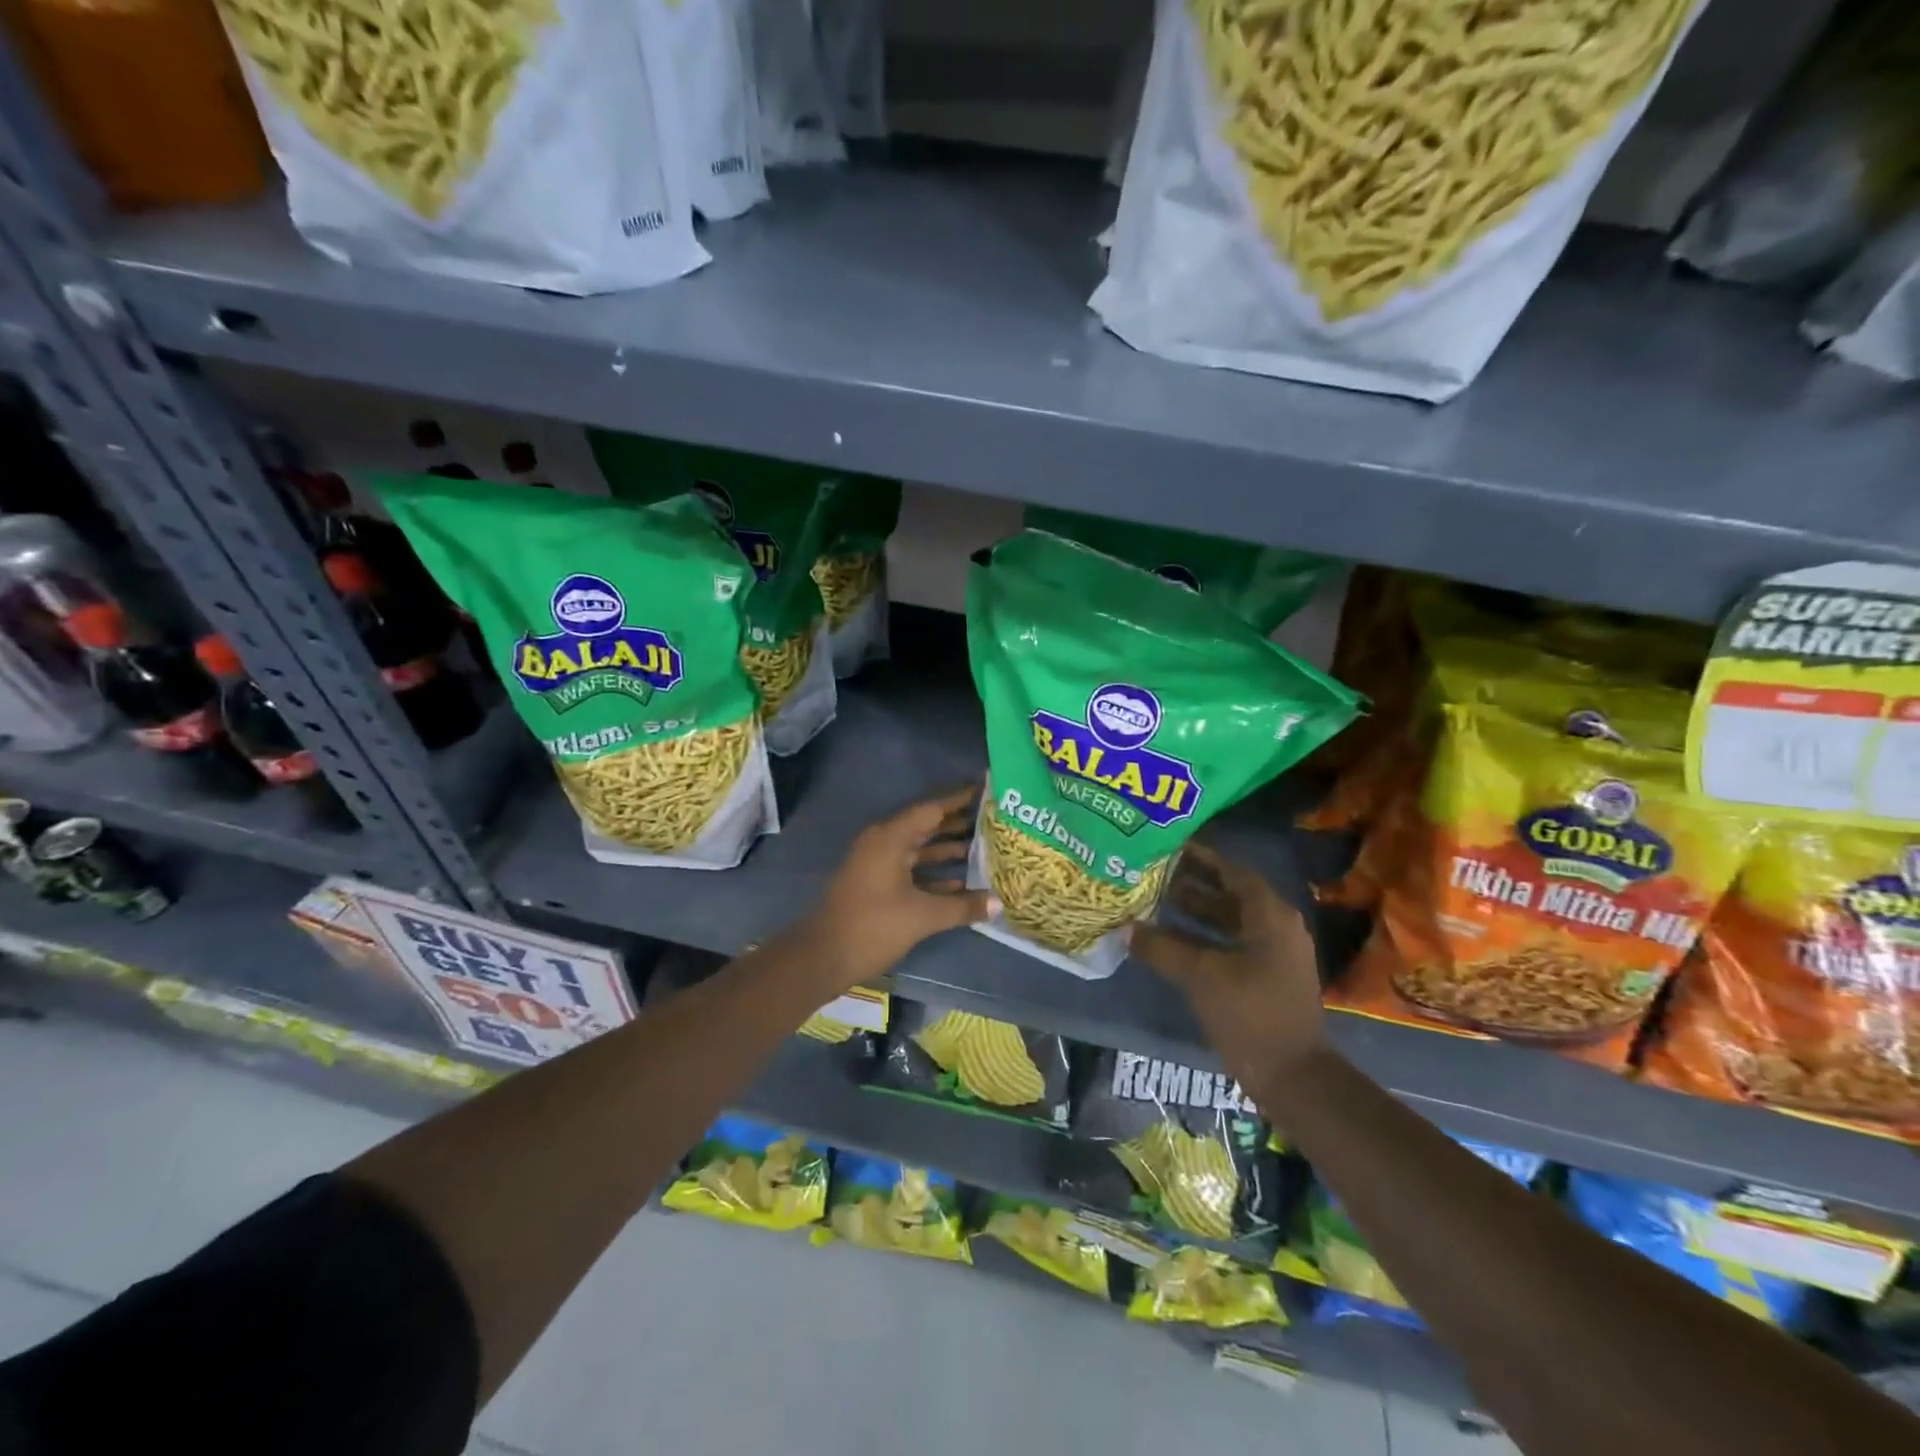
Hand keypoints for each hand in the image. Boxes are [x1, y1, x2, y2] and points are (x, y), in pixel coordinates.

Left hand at [797, 785, 997, 989]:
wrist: (824, 957)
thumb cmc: (873, 927)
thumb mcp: (922, 916)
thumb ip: (962, 906)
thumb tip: (998, 904)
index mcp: (890, 838)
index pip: (932, 808)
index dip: (960, 799)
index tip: (986, 789)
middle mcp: (884, 843)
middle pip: (927, 825)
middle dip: (959, 822)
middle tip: (994, 817)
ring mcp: (879, 863)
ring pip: (920, 848)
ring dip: (949, 848)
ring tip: (986, 846)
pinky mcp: (878, 883)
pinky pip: (912, 868)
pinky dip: (934, 872)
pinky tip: (962, 881)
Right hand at [1130, 842, 1327, 1088]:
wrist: (1293, 1076)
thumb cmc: (1251, 1014)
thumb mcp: (1201, 976)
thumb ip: (1161, 947)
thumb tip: (1125, 928)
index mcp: (1270, 915)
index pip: (1232, 871)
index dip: (1201, 857)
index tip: (1167, 846)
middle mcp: (1276, 926)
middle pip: (1230, 893)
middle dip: (1193, 882)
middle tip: (1153, 871)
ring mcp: (1273, 953)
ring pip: (1230, 919)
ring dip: (1196, 909)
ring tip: (1155, 899)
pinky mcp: (1265, 975)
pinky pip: (1231, 942)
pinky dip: (1204, 935)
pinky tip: (1171, 938)